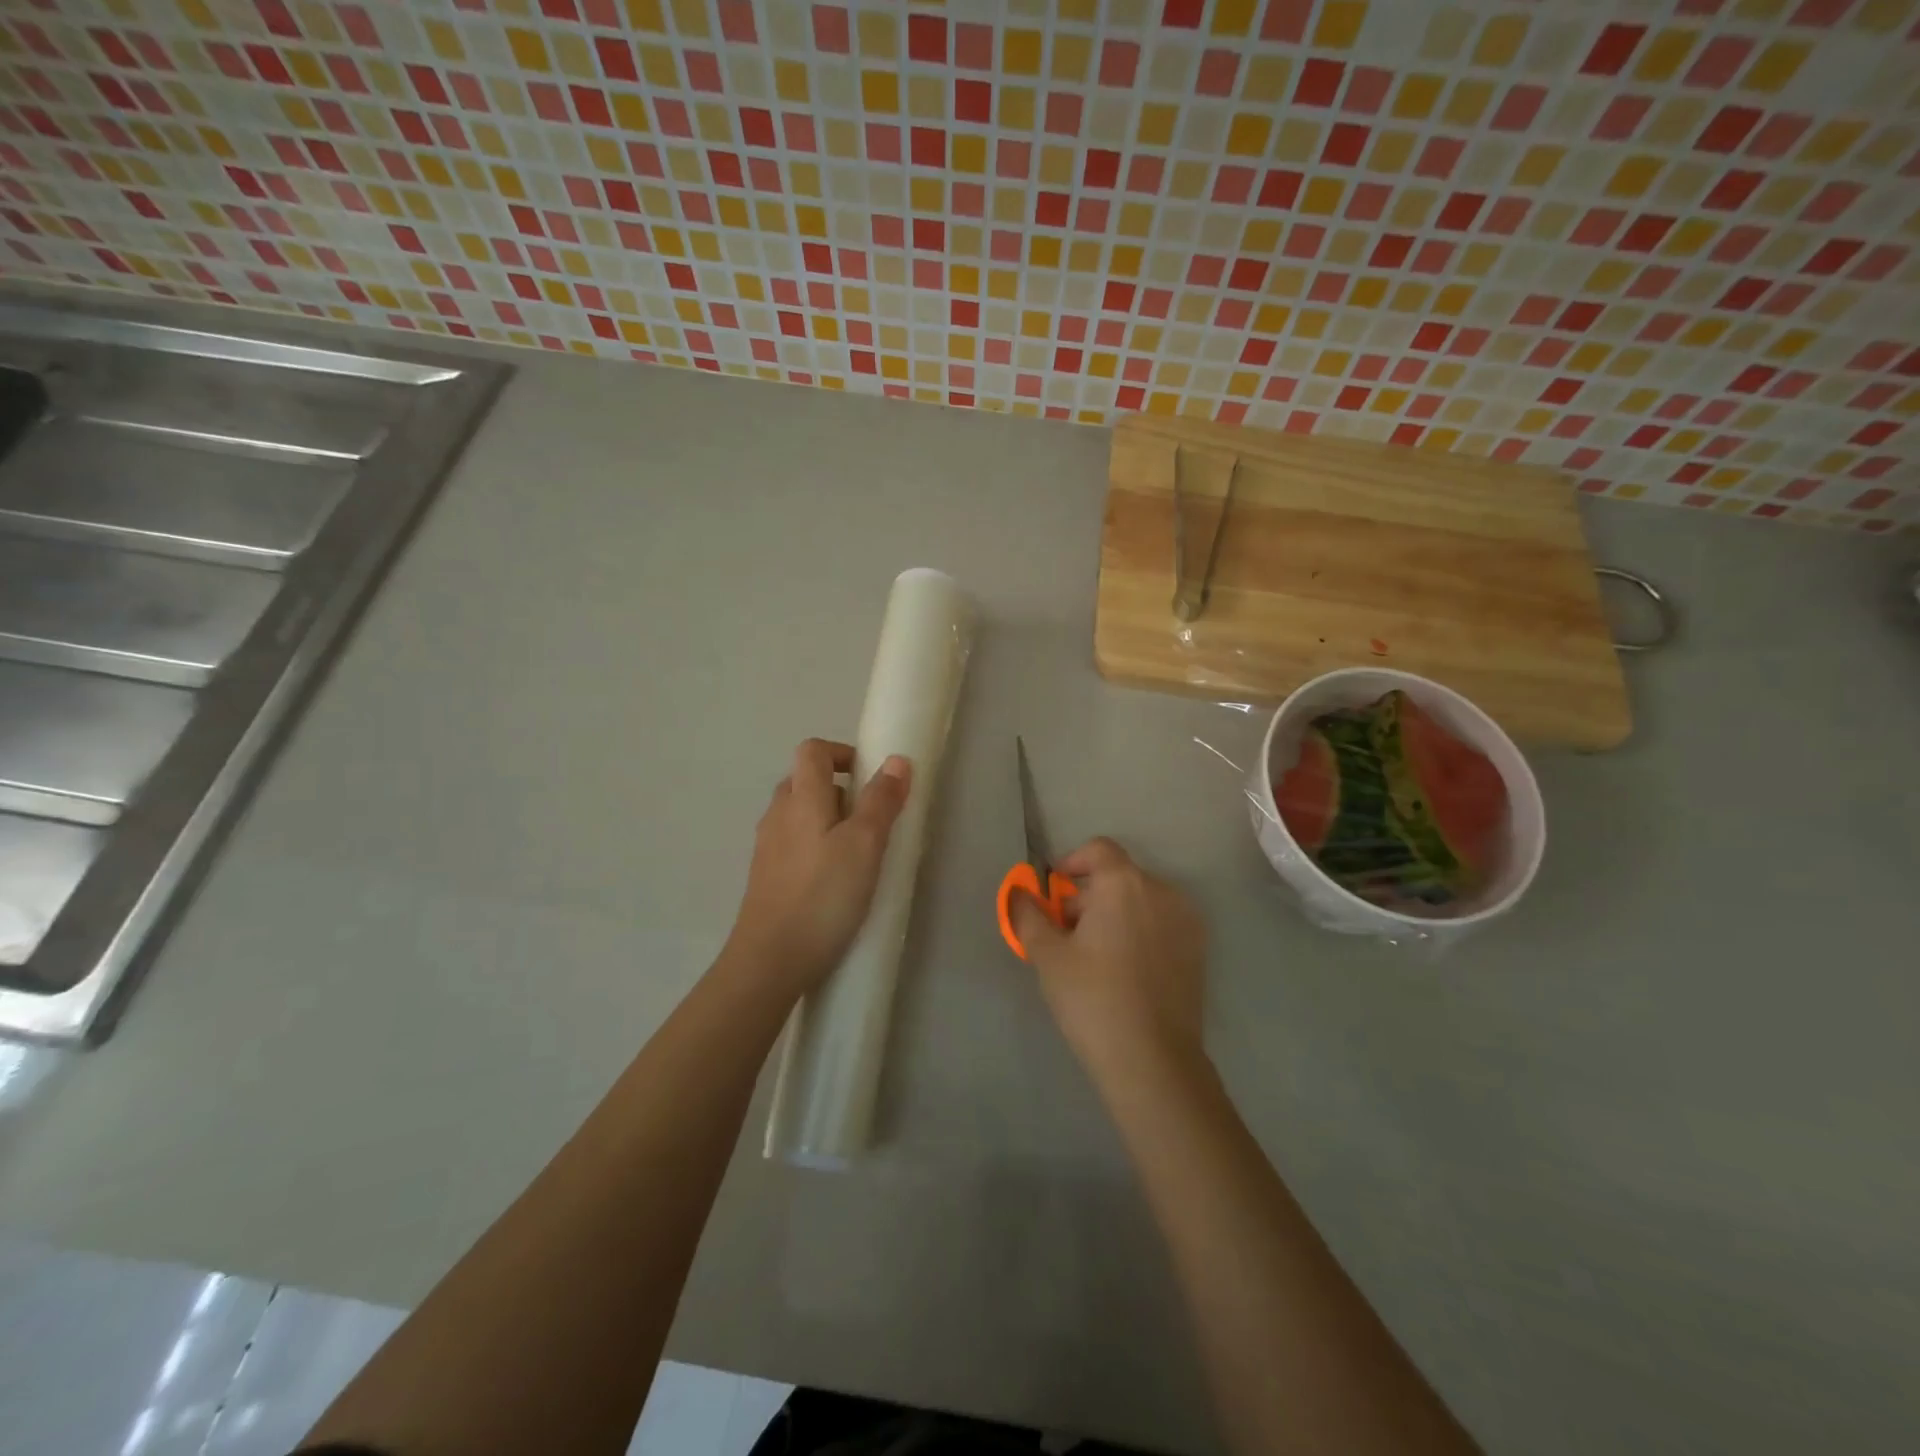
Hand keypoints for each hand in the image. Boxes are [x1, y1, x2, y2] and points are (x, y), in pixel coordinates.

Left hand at [725, 738, 911, 997]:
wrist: (770, 961)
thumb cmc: (823, 896)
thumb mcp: (864, 845)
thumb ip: (881, 801)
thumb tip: (897, 760)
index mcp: (800, 798)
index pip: (813, 750)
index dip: (843, 753)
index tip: (872, 778)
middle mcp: (777, 814)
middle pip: (805, 781)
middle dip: (841, 790)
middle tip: (871, 820)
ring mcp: (767, 847)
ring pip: (800, 815)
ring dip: (830, 820)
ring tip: (858, 854)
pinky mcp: (766, 877)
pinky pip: (793, 844)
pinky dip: (816, 847)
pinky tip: (835, 881)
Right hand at [1011, 837, 1208, 1082]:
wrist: (1153, 1060)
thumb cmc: (1092, 999)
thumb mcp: (1048, 955)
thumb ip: (1028, 915)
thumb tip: (1019, 893)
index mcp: (1124, 883)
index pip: (1098, 849)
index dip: (1072, 863)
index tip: (1054, 892)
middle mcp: (1161, 890)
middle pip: (1118, 876)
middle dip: (1089, 895)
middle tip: (1065, 933)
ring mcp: (1186, 919)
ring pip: (1141, 900)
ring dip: (1114, 913)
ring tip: (1093, 955)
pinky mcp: (1198, 948)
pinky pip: (1161, 922)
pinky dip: (1139, 930)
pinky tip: (1124, 970)